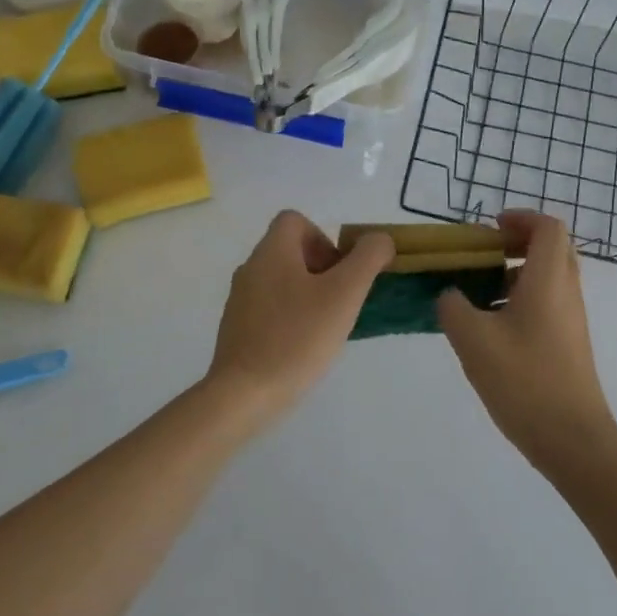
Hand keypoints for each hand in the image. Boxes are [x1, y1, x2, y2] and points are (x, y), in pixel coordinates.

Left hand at [203, 210, 393, 427]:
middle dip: (321, 269)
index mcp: (271, 252)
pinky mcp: (237, 329)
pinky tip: (303, 347)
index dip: (323, 238)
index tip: (339, 272)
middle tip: (340, 301)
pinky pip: (270, 309)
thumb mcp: (344, 294)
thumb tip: (379, 240)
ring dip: (308, 295)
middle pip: (290, 251)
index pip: (295, 220)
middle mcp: (250, 268)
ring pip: (281, 281)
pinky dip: (290, 318)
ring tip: (326, 327)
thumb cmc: (297, 337)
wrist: (244, 395)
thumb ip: (367, 259)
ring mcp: (239, 300)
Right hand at [437, 211, 616, 474]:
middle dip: (517, 242)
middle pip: (552, 248)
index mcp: (549, 280)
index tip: (489, 229)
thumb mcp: (473, 340)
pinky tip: (491, 328)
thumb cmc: (525, 382)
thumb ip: (453, 307)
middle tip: (484, 254)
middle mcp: (567, 292)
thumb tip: (450, 294)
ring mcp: (571, 319)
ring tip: (479, 292)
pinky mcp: (569, 343)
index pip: (548, 227)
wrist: (574, 441)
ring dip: (516, 272)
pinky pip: (548, 303)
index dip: (521, 218)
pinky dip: (521, 299)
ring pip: (549, 277)